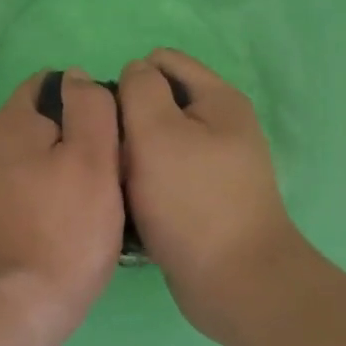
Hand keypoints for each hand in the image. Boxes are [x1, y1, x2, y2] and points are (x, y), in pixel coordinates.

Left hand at [0, 69, 125, 345]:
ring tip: (104, 200)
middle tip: (117, 168)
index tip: (116, 129)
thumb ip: (89, 108)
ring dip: (69, 170)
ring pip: (38, 160)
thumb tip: (77, 77)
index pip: (50, 83)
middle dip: (80, 137)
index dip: (87, 97)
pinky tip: (76, 224)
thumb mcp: (92, 159)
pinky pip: (29, 192)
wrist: (11, 311)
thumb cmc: (62, 231)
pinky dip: (53, 198)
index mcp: (11, 122)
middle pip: (45, 123)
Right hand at [118, 50, 307, 344]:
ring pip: (158, 143)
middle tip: (112, 155)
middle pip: (159, 103)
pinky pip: (165, 176)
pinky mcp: (206, 200)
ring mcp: (216, 165)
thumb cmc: (192, 201)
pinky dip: (145, 185)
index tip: (109, 116)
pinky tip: (130, 204)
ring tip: (117, 182)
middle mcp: (222, 126)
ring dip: (133, 157)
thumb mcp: (157, 132)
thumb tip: (135, 72)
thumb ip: (140, 89)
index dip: (129, 79)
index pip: (162, 61)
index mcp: (218, 99)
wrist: (236, 284)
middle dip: (129, 122)